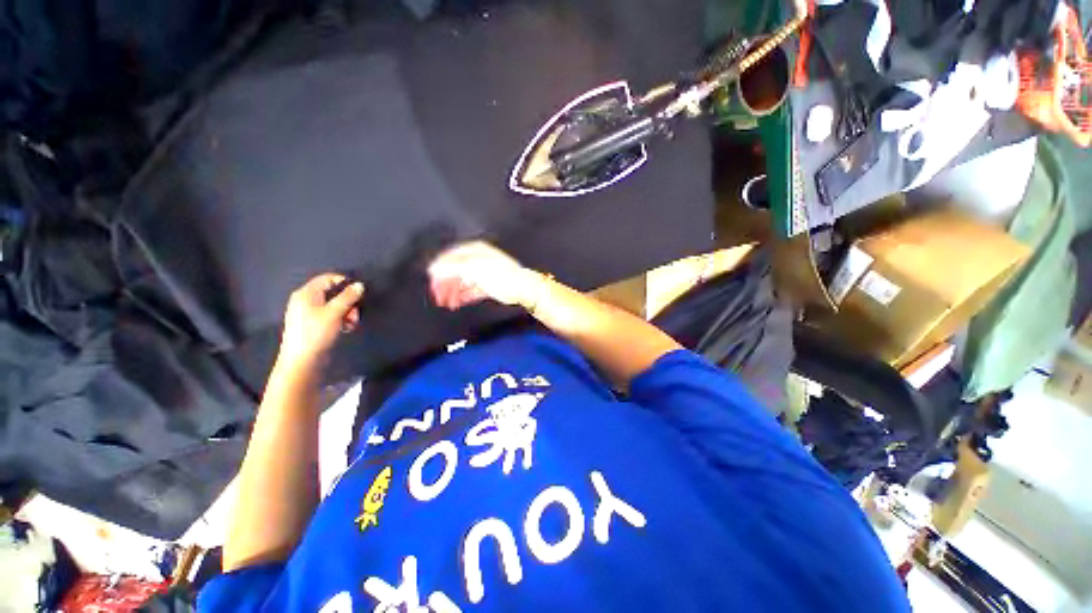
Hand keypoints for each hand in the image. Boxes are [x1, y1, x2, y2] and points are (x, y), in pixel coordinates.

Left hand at [280, 273, 363, 364]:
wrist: (302, 361)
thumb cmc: (316, 333)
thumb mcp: (334, 313)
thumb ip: (348, 297)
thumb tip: (360, 285)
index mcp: (306, 293)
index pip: (328, 278)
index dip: (345, 282)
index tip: (360, 293)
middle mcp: (306, 300)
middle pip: (333, 292)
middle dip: (348, 301)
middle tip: (355, 313)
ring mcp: (308, 313)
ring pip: (334, 305)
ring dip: (347, 311)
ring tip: (352, 323)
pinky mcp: (313, 324)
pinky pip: (331, 315)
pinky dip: (341, 319)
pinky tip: (346, 328)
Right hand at [428, 241, 540, 309]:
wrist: (522, 287)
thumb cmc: (500, 275)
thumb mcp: (473, 268)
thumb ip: (452, 268)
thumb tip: (433, 268)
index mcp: (475, 251)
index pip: (451, 257)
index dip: (439, 268)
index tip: (430, 280)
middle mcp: (479, 260)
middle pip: (456, 271)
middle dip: (446, 283)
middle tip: (438, 295)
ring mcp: (485, 273)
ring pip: (464, 282)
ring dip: (454, 292)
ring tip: (447, 303)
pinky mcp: (490, 285)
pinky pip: (473, 290)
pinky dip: (465, 296)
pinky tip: (458, 303)